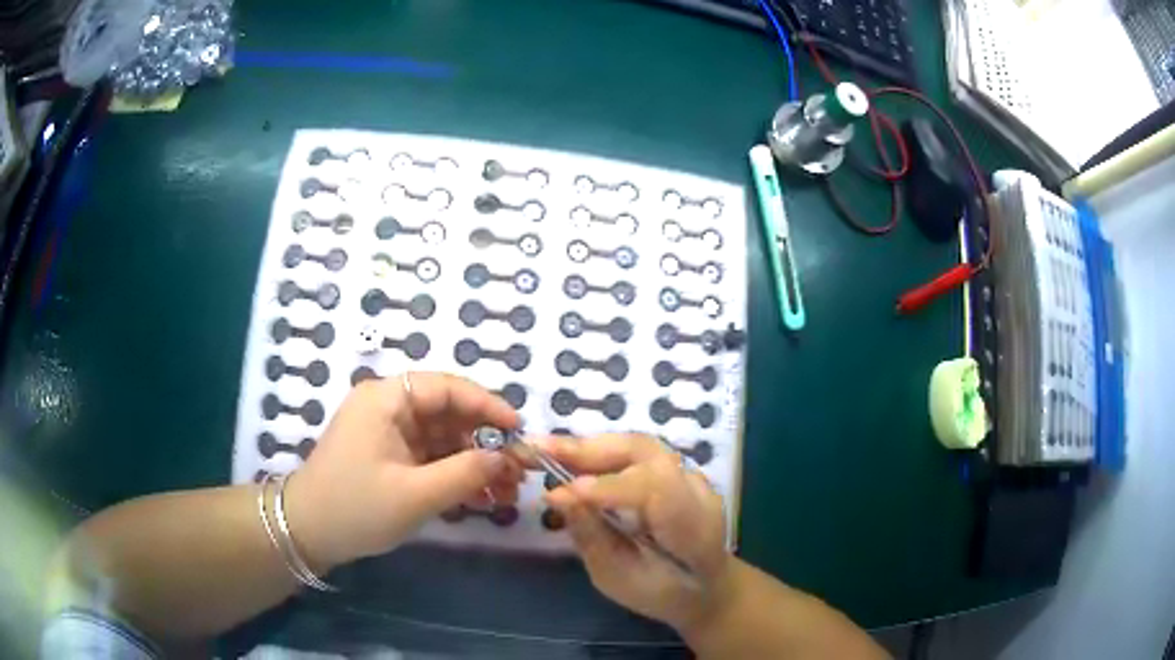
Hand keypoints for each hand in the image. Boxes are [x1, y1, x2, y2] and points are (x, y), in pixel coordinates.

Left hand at [285, 372, 522, 570]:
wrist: (308, 533)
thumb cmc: (356, 507)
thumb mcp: (415, 495)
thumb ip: (464, 473)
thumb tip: (504, 458)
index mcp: (386, 400)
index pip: (445, 387)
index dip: (485, 405)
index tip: (518, 430)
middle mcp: (388, 408)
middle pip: (447, 412)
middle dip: (484, 440)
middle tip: (517, 468)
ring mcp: (388, 433)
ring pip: (442, 437)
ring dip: (474, 461)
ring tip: (505, 490)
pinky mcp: (389, 456)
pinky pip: (430, 457)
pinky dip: (454, 473)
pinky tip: (479, 496)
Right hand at [538, 434, 732, 631]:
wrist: (703, 585)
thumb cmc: (660, 592)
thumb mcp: (620, 579)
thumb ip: (592, 537)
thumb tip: (557, 496)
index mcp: (693, 528)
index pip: (655, 490)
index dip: (606, 487)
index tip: (557, 493)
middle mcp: (696, 491)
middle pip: (647, 453)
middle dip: (589, 451)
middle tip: (536, 449)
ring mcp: (688, 474)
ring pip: (639, 445)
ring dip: (588, 446)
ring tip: (545, 449)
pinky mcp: (673, 468)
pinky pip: (635, 452)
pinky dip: (599, 451)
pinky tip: (570, 457)